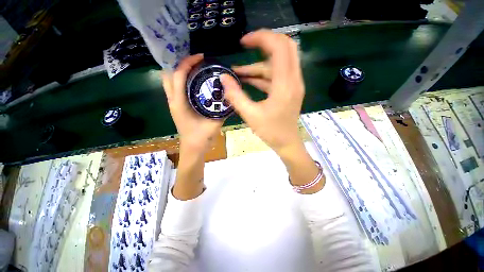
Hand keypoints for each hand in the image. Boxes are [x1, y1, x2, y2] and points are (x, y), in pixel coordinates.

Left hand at [162, 54, 222, 199]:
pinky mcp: (176, 107)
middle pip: (168, 75)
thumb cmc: (201, 138)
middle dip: (180, 64)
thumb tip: (230, 97)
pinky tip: (194, 82)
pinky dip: (182, 80)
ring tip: (195, 69)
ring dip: (179, 72)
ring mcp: (173, 104)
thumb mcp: (214, 123)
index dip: (188, 63)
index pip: (178, 76)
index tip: (201, 58)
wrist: (193, 149)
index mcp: (180, 104)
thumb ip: (222, 110)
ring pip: (169, 81)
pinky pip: (175, 88)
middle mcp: (173, 101)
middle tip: (196, 62)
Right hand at [221, 29, 323, 192]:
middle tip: (245, 46)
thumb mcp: (250, 115)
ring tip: (238, 73)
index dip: (261, 38)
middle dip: (264, 43)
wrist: (287, 143)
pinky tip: (247, 80)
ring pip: (277, 64)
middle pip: (285, 47)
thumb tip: (223, 78)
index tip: (243, 42)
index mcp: (285, 84)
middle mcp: (293, 80)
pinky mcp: (289, 90)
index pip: (279, 47)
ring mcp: (293, 84)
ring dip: (258, 66)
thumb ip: (235, 96)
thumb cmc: (271, 132)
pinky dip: (262, 76)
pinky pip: (276, 76)